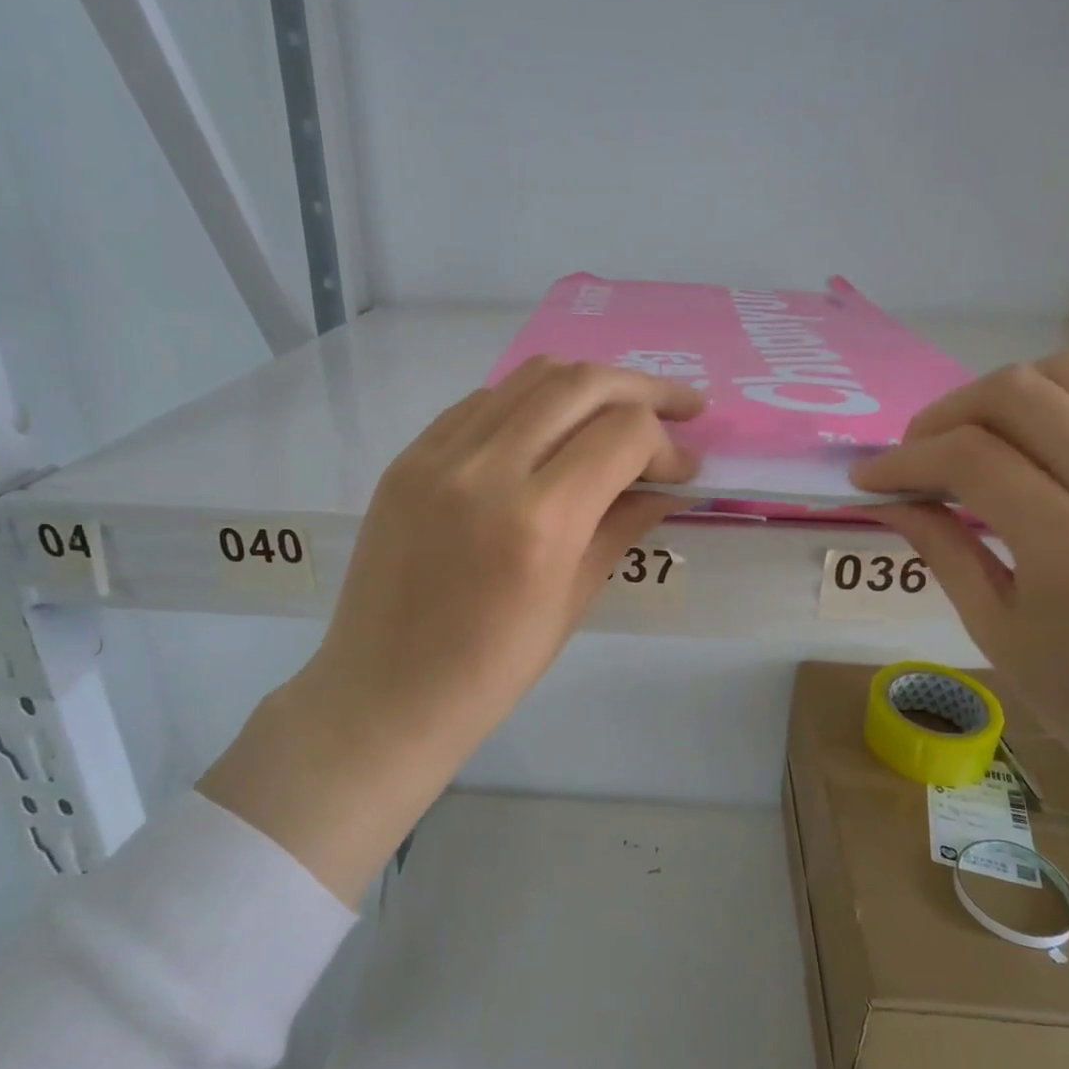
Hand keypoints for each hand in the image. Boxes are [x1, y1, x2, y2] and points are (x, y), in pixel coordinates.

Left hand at [202, 358, 701, 902]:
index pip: (623, 434)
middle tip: (681, 408)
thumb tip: (672, 485)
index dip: (667, 445)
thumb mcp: (574, 600)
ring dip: (589, 384)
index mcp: (538, 521)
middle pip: (581, 384)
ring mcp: (438, 455)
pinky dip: (531, 402)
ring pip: (530, 377)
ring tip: (621, 407)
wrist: (384, 692)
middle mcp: (486, 470)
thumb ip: (624, 525)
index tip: (683, 470)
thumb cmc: (491, 670)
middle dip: (644, 389)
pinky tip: (551, 428)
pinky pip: (483, 402)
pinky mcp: (408, 456)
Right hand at [851, 348, 1068, 797]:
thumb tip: (887, 497)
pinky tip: (1037, 444)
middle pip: (1023, 395)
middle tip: (917, 452)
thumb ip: (939, 546)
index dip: (906, 458)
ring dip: (1004, 395)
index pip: (974, 459)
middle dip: (947, 413)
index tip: (869, 477)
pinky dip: (1064, 405)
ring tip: (973, 437)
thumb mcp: (992, 629)